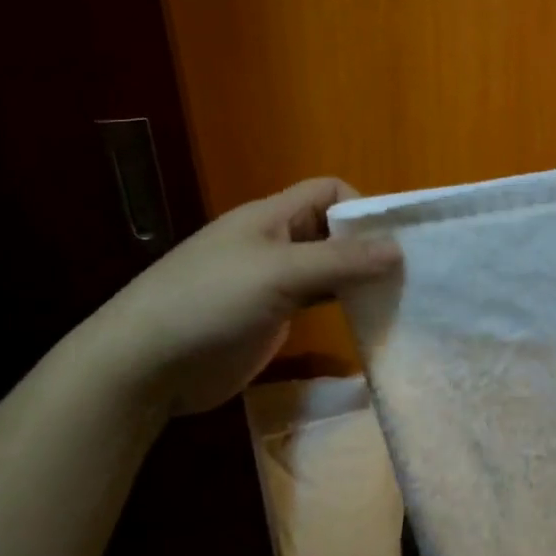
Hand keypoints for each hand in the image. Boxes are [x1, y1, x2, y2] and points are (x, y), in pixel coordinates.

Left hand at [90, 179, 401, 416]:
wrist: (147, 364)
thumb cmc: (210, 302)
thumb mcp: (278, 273)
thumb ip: (340, 260)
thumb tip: (398, 248)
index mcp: (271, 217)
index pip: (328, 191)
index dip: (362, 206)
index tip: (392, 241)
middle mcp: (275, 243)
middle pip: (331, 230)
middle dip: (368, 246)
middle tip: (408, 275)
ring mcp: (272, 282)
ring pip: (327, 269)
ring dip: (358, 279)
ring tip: (398, 298)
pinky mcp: (271, 317)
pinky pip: (316, 302)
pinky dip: (341, 305)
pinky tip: (367, 319)